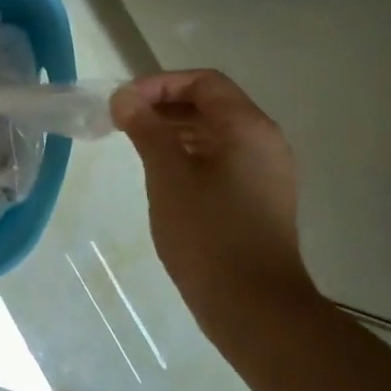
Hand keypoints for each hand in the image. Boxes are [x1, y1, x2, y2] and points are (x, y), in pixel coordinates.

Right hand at [110, 70, 318, 337]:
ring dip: (176, 130)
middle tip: (123, 122)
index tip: (124, 104)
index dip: (159, 84)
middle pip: (212, 104)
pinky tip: (164, 175)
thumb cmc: (208, 234)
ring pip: (217, 133)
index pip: (203, 82)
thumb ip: (146, 129)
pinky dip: (191, 155)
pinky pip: (223, 160)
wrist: (255, 308)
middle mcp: (265, 141)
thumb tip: (124, 97)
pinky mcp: (261, 198)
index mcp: (248, 127)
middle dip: (165, 105)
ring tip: (137, 146)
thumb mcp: (168, 176)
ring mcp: (267, 172)